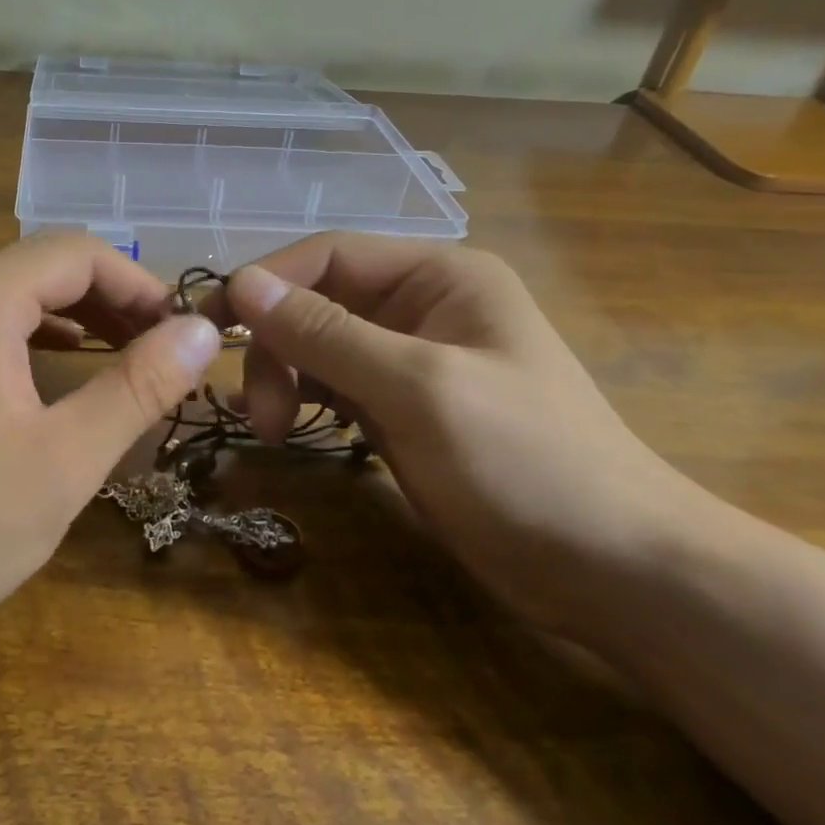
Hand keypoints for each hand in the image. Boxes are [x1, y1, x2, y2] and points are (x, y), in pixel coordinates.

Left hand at [0, 235, 221, 659]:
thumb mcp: (62, 462)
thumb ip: (136, 388)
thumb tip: (201, 331)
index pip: (80, 254)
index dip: (142, 287)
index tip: (184, 338)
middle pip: (48, 269)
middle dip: (115, 304)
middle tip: (166, 357)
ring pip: (19, 299)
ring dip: (81, 322)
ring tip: (131, 363)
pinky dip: (39, 343)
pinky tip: (65, 373)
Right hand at [226, 235, 696, 636]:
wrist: (612, 569)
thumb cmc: (525, 462)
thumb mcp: (418, 389)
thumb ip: (326, 334)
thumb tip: (242, 282)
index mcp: (439, 276)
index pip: (328, 255)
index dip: (265, 283)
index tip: (212, 329)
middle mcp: (421, 305)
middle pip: (317, 301)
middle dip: (278, 348)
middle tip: (262, 413)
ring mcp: (411, 359)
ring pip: (318, 346)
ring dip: (285, 376)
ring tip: (274, 428)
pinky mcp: (403, 407)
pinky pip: (334, 385)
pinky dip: (305, 400)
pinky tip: (290, 426)